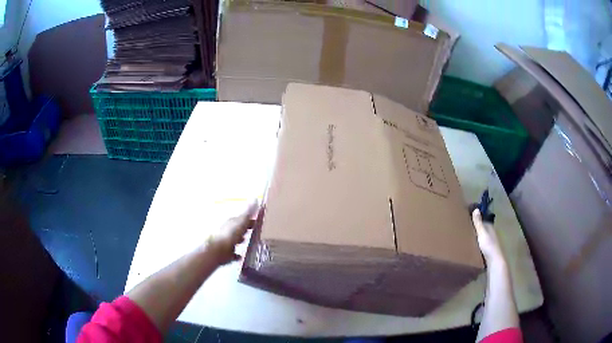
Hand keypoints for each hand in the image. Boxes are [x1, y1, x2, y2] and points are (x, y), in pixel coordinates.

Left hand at [207, 202, 257, 265]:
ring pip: (235, 240)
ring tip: (251, 242)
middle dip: (246, 229)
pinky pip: (233, 254)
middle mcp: (228, 231)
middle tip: (257, 231)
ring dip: (241, 240)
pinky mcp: (226, 254)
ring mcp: (226, 243)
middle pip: (239, 228)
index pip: (242, 218)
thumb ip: (248, 212)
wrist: (217, 251)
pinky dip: (237, 254)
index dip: (251, 218)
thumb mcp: (241, 221)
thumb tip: (255, 197)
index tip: (260, 219)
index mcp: (232, 222)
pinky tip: (242, 256)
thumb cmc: (230, 235)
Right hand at [472, 208, 504, 263]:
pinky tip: (472, 248)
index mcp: (490, 228)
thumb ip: (478, 223)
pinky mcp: (489, 251)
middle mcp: (492, 234)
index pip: (483, 221)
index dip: (477, 219)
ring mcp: (491, 243)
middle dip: (476, 229)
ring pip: (483, 238)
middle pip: (483, 229)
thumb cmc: (488, 246)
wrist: (494, 261)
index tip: (468, 219)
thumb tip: (476, 208)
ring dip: (477, 238)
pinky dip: (478, 245)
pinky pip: (482, 246)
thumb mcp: (482, 233)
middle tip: (465, 229)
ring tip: (467, 239)